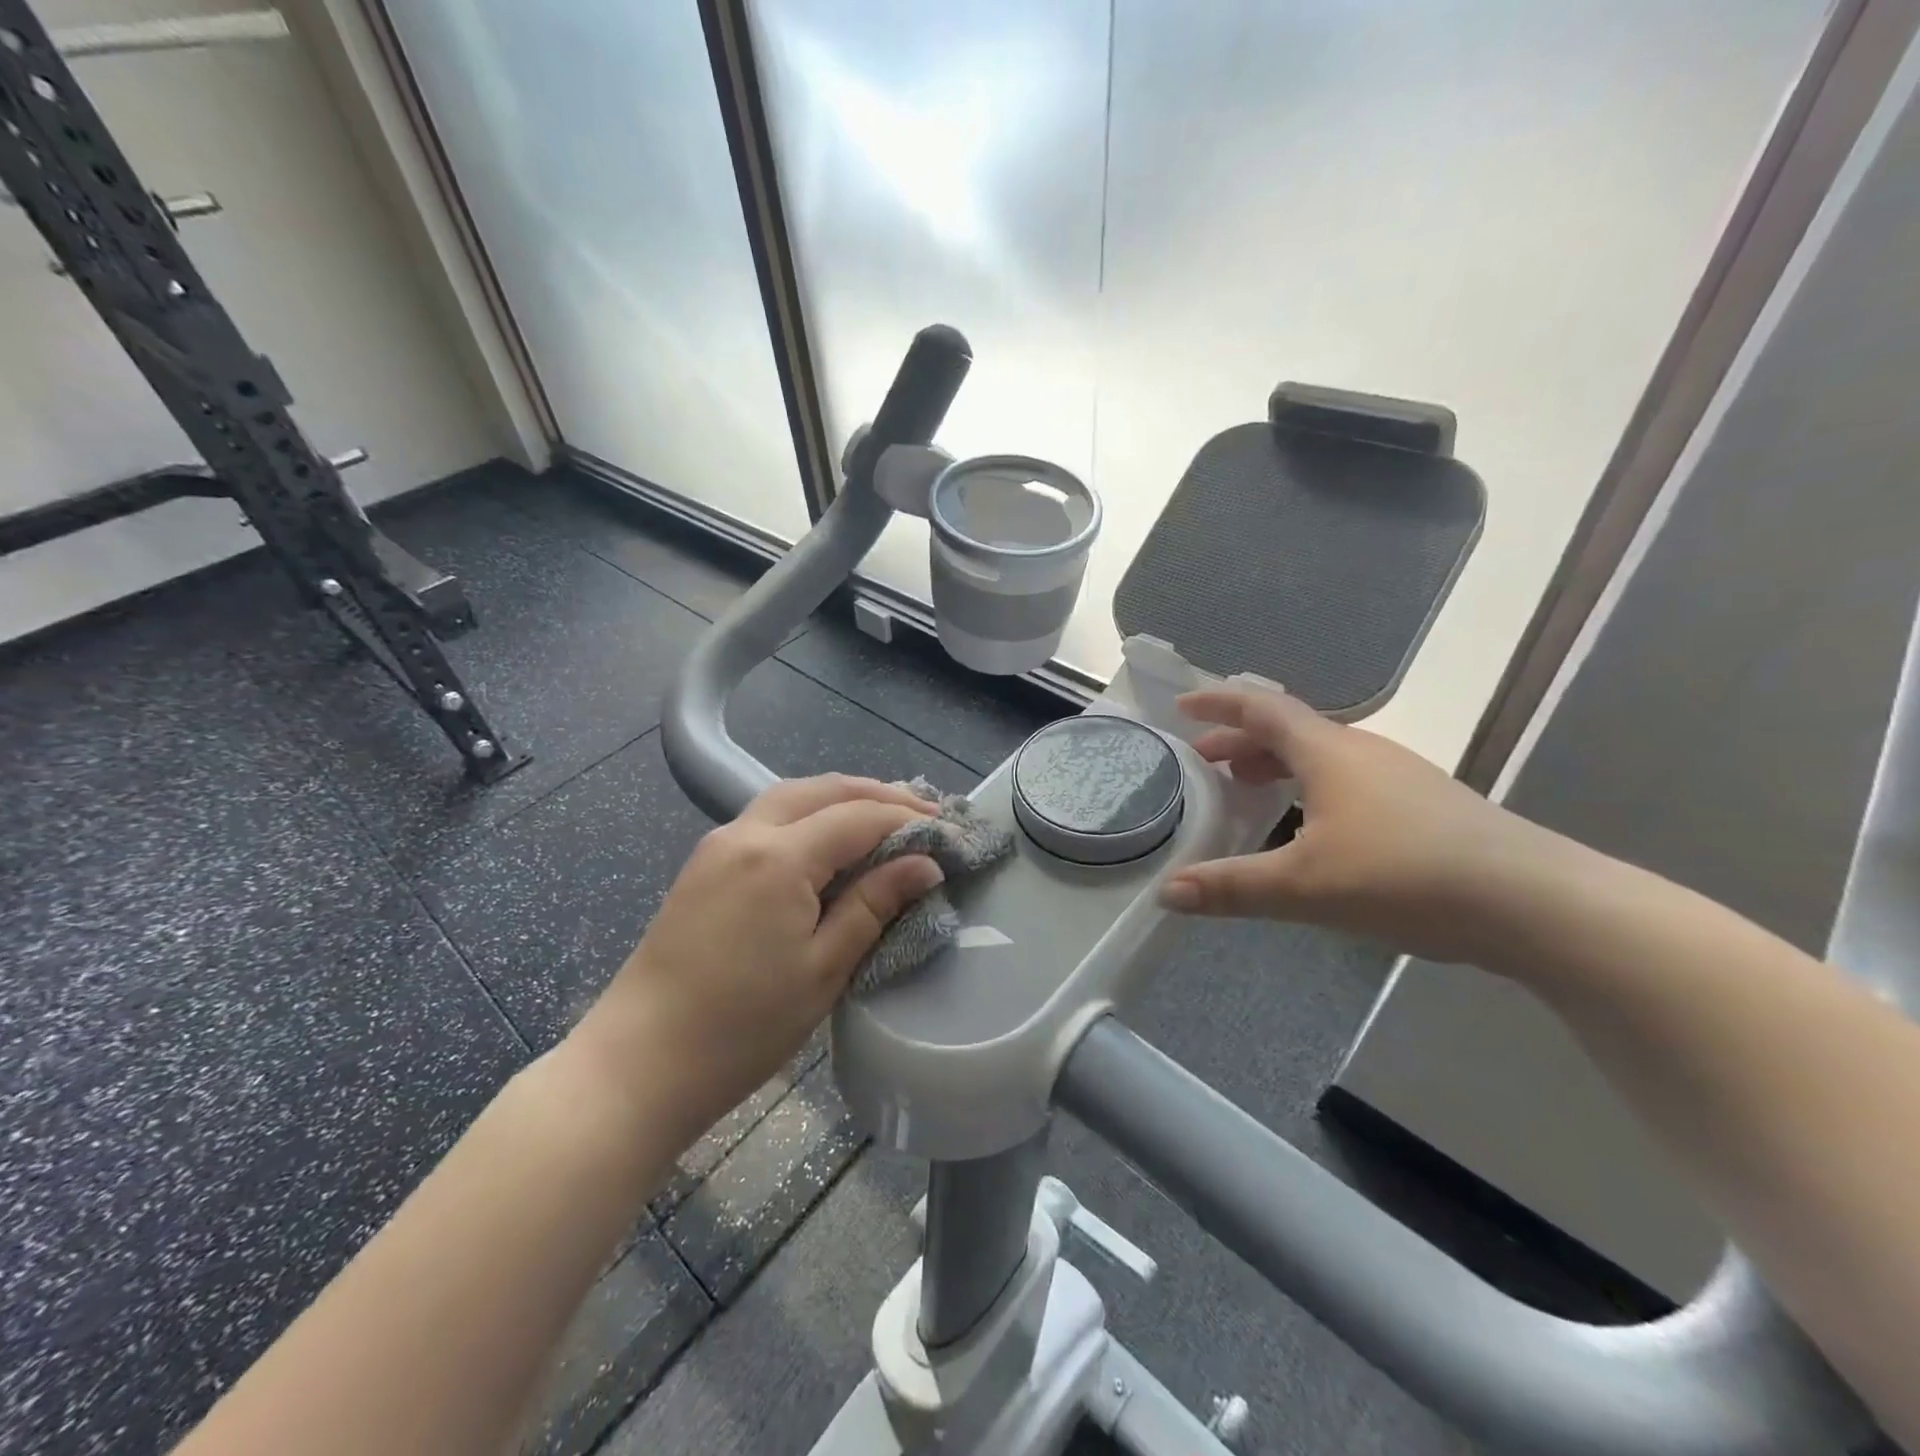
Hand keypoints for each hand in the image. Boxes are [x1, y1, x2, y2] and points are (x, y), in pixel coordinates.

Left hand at [575, 775, 943, 1136]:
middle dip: (879, 795)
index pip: (859, 817)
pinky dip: (811, 813)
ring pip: (793, 795)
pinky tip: (830, 838)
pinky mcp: (705, 862)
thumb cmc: (741, 1027)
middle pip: (825, 789)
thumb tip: (925, 865)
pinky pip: (769, 815)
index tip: (950, 835)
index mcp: (779, 858)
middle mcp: (747, 832)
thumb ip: (875, 905)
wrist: (638, 1062)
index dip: (909, 822)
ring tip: (886, 817)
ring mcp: (719, 843)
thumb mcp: (824, 969)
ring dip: (843, 798)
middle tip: (925, 815)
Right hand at [1160, 687, 1561, 965]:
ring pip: (1321, 756)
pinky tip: (1311, 828)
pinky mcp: (1424, 805)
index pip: (1262, 709)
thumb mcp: (1304, 886)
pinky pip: (1347, 780)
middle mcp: (1363, 752)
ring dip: (1276, 764)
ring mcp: (1399, 777)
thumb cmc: (1406, 876)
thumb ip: (1231, 888)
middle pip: (1289, 731)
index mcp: (1329, 752)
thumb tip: (1165, 892)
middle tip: (1204, 763)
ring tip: (1248, 790)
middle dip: (1240, 742)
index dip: (1218, 703)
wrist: (1533, 902)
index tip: (1182, 706)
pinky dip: (1309, 787)